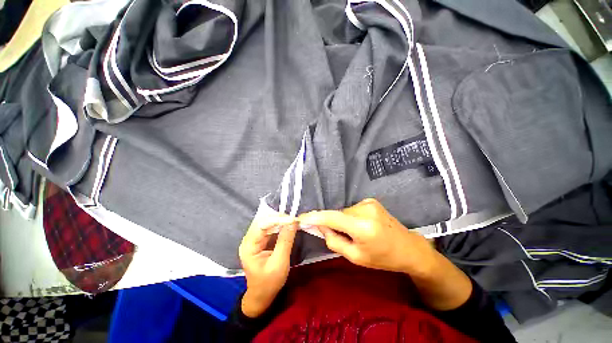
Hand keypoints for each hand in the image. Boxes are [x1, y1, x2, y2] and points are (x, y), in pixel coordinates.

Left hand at [238, 213, 297, 317]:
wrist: (263, 295)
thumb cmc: (269, 282)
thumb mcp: (279, 263)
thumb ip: (285, 241)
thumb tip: (293, 222)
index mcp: (249, 246)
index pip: (262, 225)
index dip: (277, 220)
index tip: (293, 219)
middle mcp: (250, 239)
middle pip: (264, 221)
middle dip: (279, 218)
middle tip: (295, 219)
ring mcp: (255, 239)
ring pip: (268, 223)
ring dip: (281, 221)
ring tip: (294, 221)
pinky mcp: (261, 240)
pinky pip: (271, 228)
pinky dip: (281, 226)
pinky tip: (289, 225)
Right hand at [299, 198, 471, 309]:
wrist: (409, 248)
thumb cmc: (382, 258)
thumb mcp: (356, 257)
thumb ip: (334, 241)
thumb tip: (321, 227)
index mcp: (362, 227)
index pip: (331, 218)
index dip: (314, 217)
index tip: (301, 218)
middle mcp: (365, 210)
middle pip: (338, 214)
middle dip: (334, 224)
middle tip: (343, 238)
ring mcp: (369, 203)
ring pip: (344, 212)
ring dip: (343, 221)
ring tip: (357, 233)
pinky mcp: (371, 201)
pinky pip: (352, 210)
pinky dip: (351, 218)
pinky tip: (363, 226)